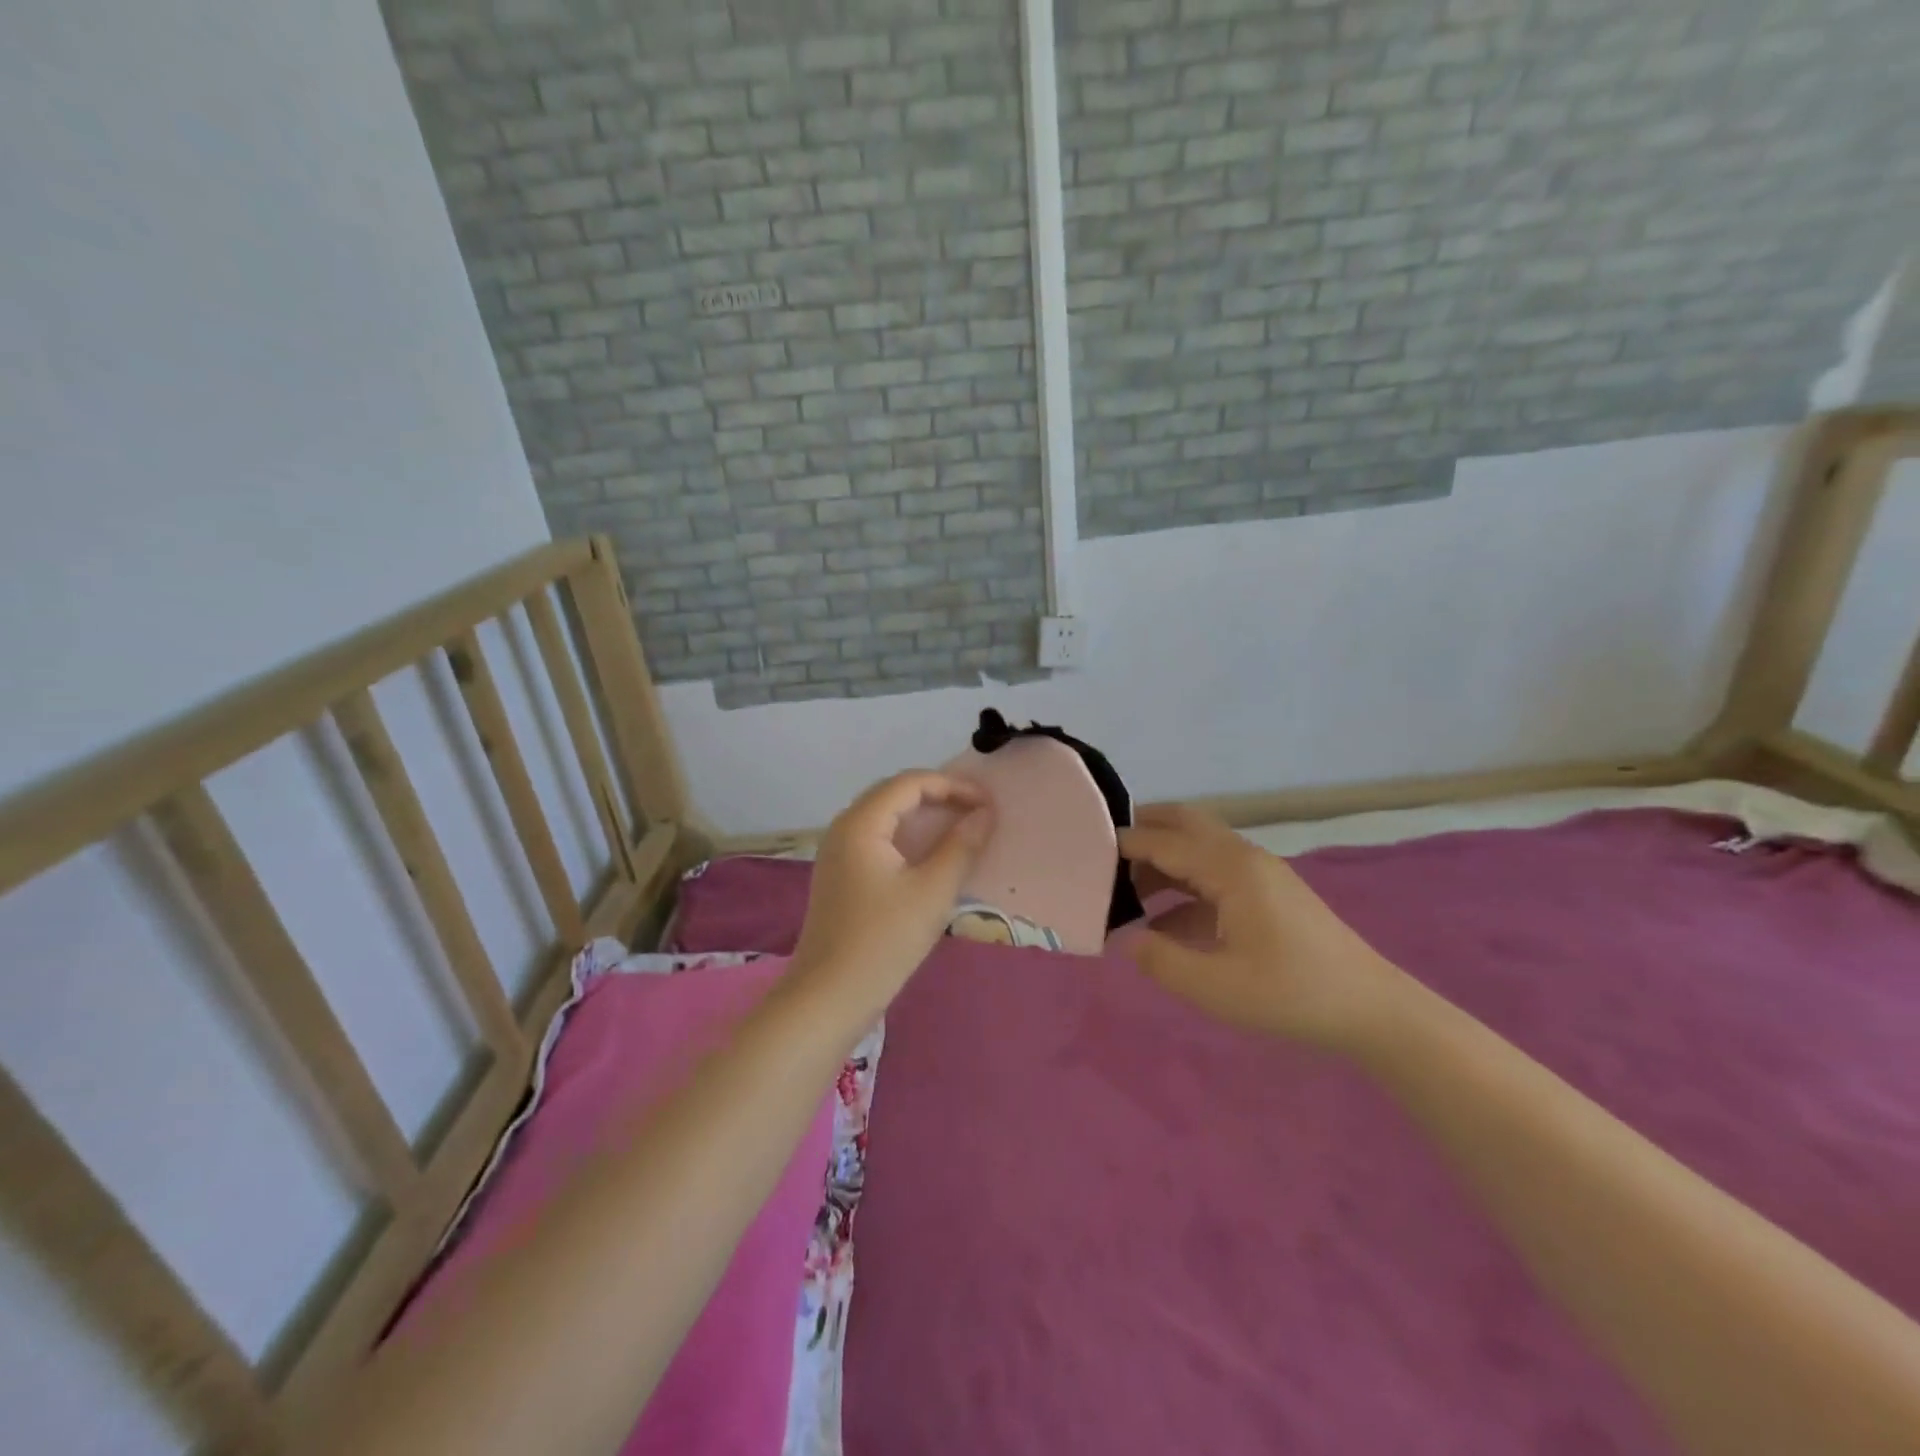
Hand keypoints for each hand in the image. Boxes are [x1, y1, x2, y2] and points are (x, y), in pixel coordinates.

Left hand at [789, 772, 994, 1020]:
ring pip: (886, 818)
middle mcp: (843, 828)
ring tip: (962, 830)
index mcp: (860, 823)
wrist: (828, 997)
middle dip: (939, 797)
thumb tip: (985, 814)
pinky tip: (931, 858)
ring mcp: (838, 853)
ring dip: (924, 818)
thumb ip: (962, 847)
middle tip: (978, 813)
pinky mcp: (841, 876)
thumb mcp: (932, 892)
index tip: (988, 803)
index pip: (910, 783)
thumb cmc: (883, 941)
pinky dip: (908, 839)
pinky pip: (878, 841)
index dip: (953, 786)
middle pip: (894, 794)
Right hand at [1118, 804, 1406, 1050]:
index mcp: (1229, 869)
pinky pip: (1214, 875)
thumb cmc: (1292, 994)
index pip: (1163, 841)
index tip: (1083, 850)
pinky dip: (1183, 885)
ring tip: (1124, 891)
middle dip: (1143, 831)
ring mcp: (1260, 874)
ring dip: (1162, 860)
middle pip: (1185, 824)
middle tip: (1103, 852)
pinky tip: (1163, 922)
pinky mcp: (1268, 894)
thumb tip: (1126, 939)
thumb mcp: (1216, 987)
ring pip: (1199, 848)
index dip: (1122, 843)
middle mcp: (1243, 858)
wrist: (1373, 1011)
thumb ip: (1161, 960)